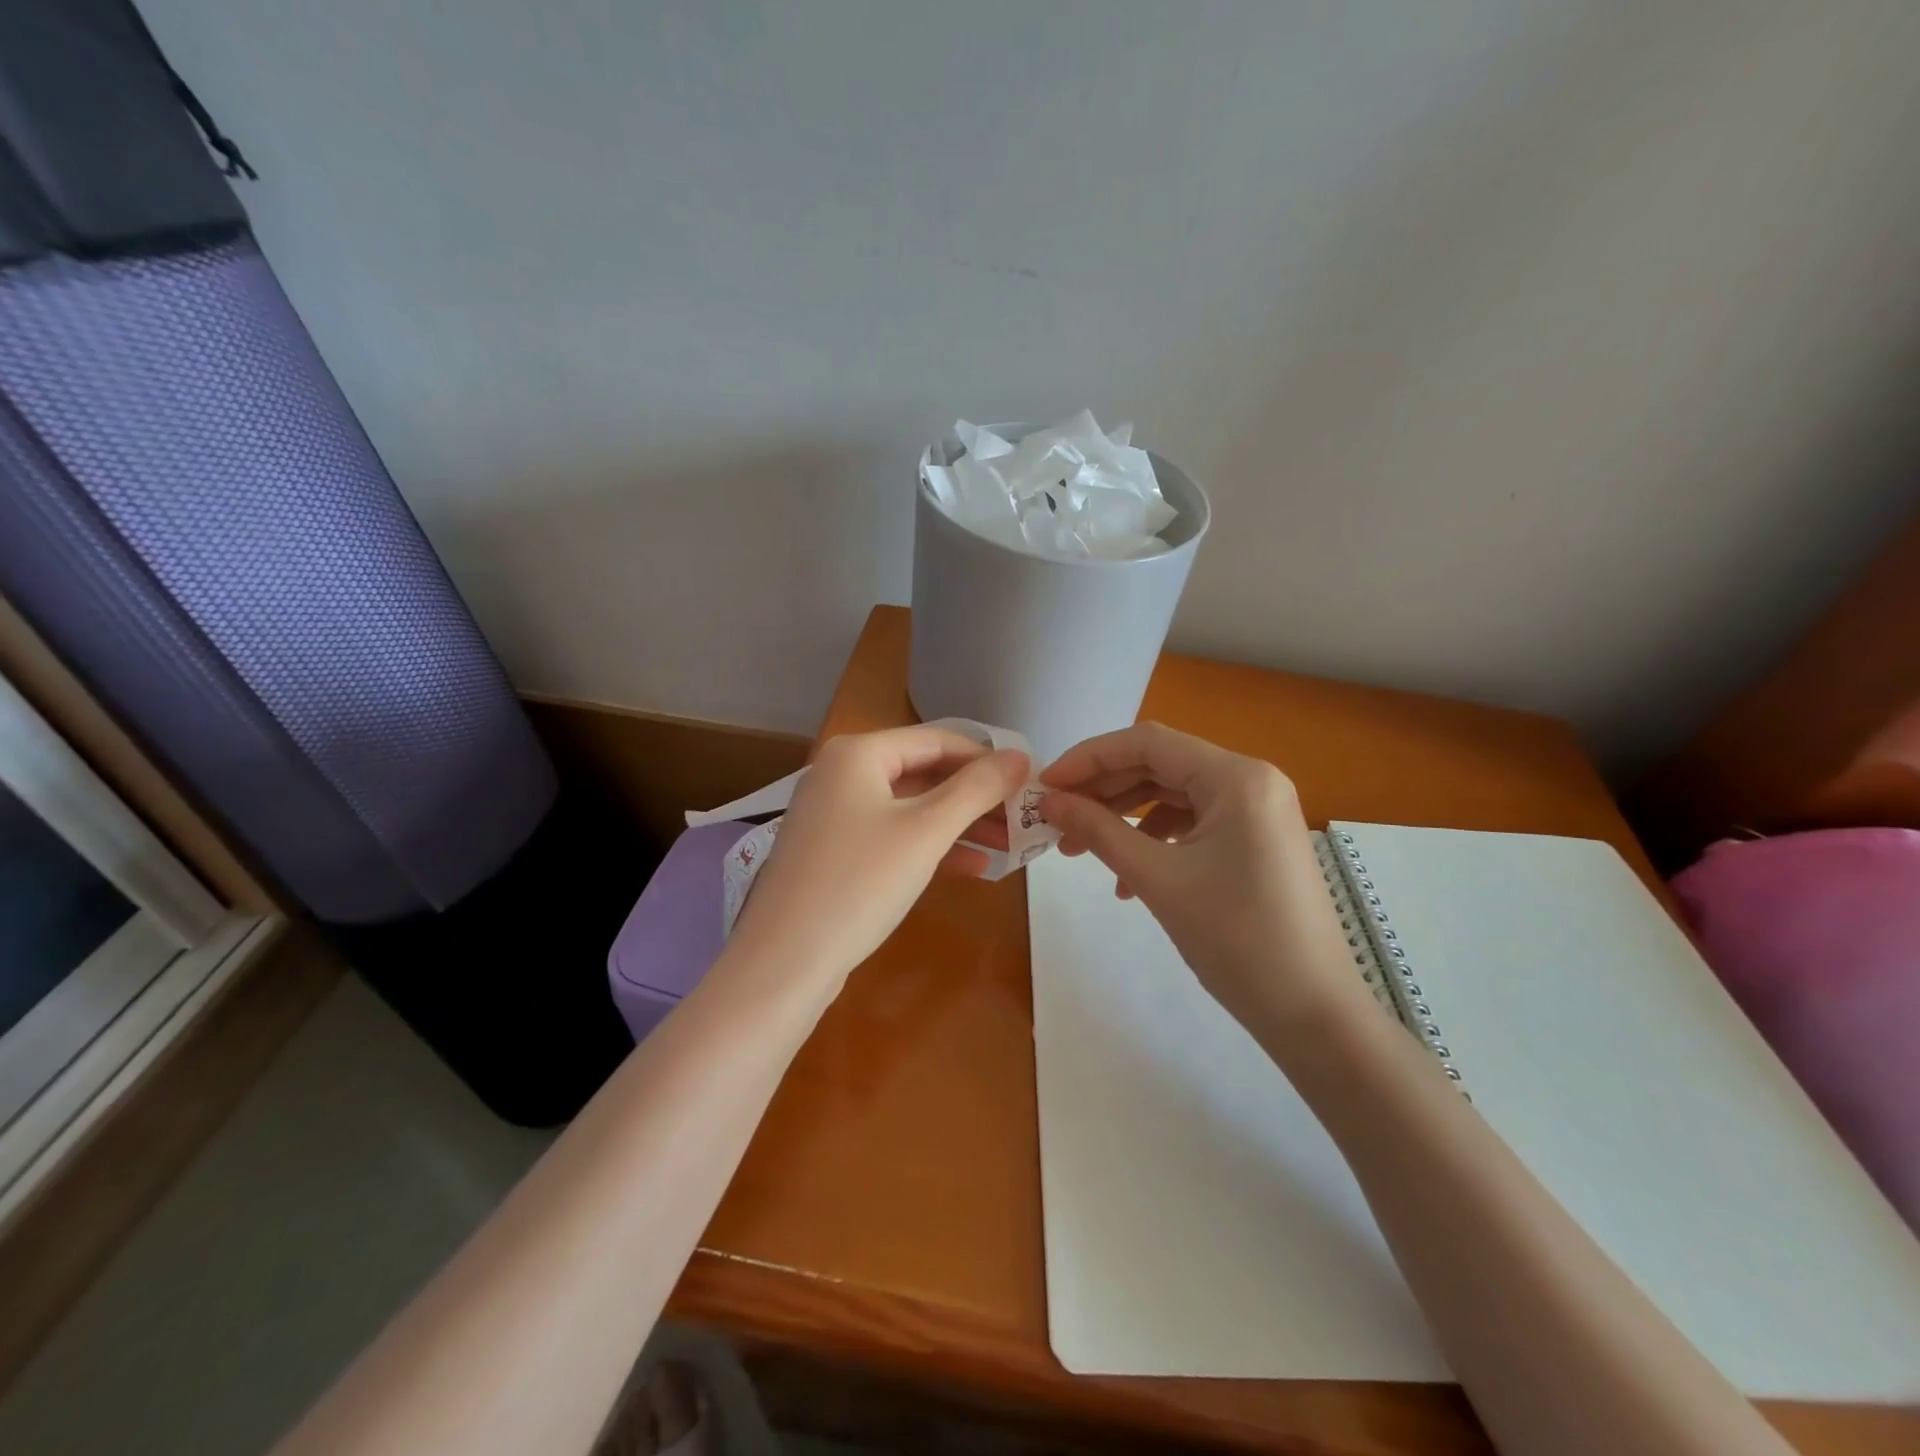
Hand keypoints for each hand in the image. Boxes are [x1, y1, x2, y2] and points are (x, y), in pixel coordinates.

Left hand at [725, 725, 1028, 997]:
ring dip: (959, 823)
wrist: (784, 962)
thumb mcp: (926, 831)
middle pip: (924, 772)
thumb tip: (1022, 756)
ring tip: (1009, 845)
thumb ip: (977, 788)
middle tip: (1023, 817)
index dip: (987, 759)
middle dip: (976, 797)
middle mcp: (841, 773)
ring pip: (911, 807)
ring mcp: (834, 813)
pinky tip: (973, 866)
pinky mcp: (834, 851)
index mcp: (858, 753)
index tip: (1029, 782)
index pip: (938, 740)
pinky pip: (892, 834)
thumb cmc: (859, 883)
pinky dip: (930, 846)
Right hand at [1039, 722, 1372, 1041]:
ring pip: (1173, 794)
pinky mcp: (1255, 839)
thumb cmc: (1235, 940)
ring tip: (1080, 849)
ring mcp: (1257, 810)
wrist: (1311, 1013)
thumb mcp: (1157, 879)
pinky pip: (1193, 822)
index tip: (1045, 785)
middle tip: (1055, 817)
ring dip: (1123, 816)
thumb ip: (1098, 830)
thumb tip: (1048, 801)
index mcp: (1236, 777)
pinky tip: (1127, 878)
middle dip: (1103, 790)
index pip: (1147, 743)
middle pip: (1160, 765)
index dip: (1089, 758)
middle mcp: (1251, 780)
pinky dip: (1154, 839)